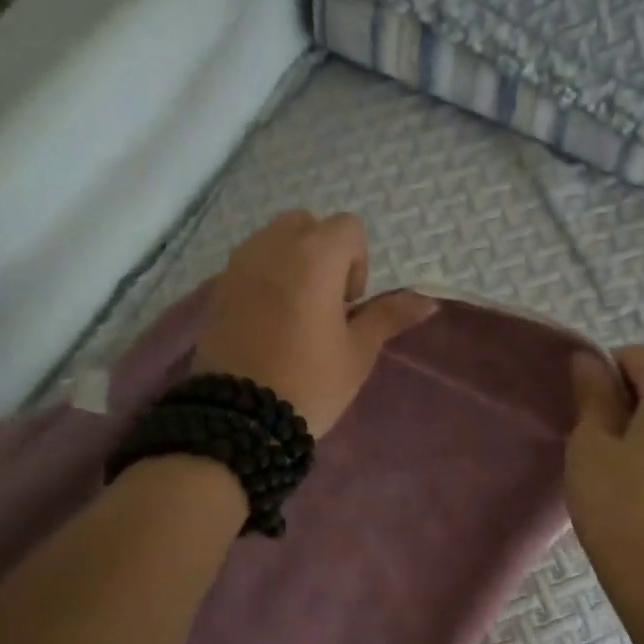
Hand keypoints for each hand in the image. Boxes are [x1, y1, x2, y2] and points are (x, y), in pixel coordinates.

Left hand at [191, 210, 435, 437]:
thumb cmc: (310, 382)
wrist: (240, 419)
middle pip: (306, 224)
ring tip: (296, 312)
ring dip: (292, 262)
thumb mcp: (358, 351)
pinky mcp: (216, 289)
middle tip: (326, 303)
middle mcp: (272, 248)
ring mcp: (238, 266)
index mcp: (314, 257)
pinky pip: (249, 265)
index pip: (347, 227)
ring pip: (273, 240)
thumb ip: (389, 316)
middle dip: (322, 252)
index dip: (358, 262)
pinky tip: (269, 322)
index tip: (350, 304)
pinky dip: (265, 278)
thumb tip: (428, 301)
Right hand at [566, 345, 643, 621]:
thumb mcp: (592, 446)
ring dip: (640, 432)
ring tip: (614, 474)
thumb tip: (590, 360)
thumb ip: (593, 396)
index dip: (604, 372)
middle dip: (623, 404)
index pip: (638, 357)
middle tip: (593, 447)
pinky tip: (639, 490)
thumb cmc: (621, 509)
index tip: (583, 411)